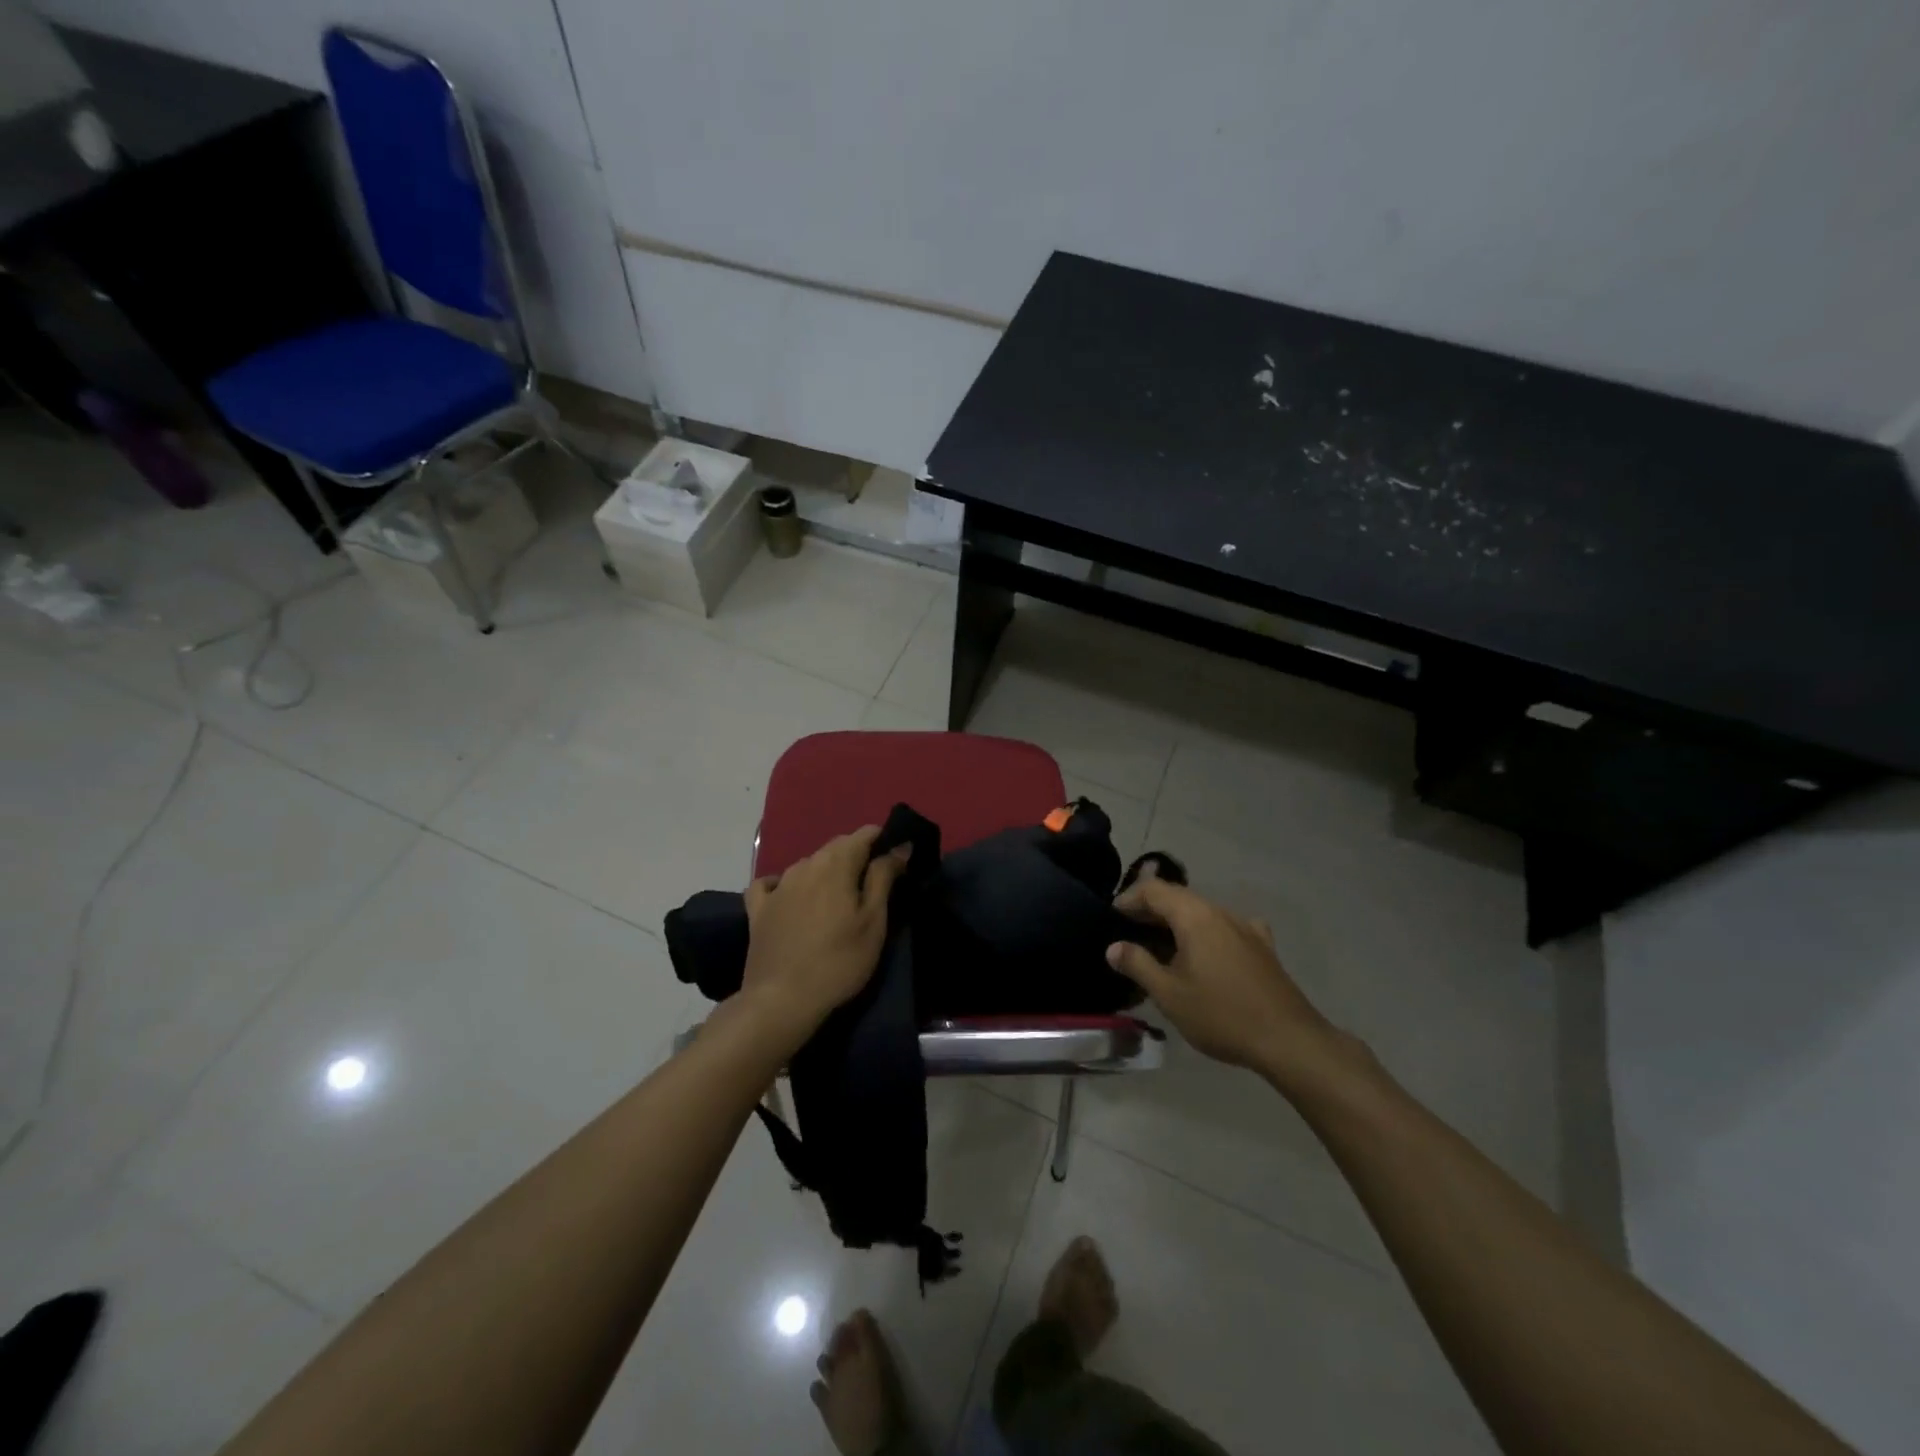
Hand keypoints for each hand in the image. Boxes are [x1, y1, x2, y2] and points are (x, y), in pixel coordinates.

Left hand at [742, 826, 911, 1039]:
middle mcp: (805, 864)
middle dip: (857, 856)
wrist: (782, 1000)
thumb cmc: (839, 961)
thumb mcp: (873, 921)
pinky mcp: (758, 909)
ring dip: (826, 871)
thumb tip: (899, 845)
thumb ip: (884, 877)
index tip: (897, 861)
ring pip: (808, 864)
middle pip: (836, 847)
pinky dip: (786, 884)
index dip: (883, 841)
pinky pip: (772, 884)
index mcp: (836, 864)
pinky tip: (790, 896)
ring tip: (838, 898)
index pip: (864, 834)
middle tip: (873, 885)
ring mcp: (778, 886)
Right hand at [1106, 878, 1348, 1084]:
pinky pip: (1225, 927)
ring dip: (1177, 922)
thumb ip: (1138, 965)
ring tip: (1159, 946)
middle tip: (1128, 932)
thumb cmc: (1221, 1014)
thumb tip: (1114, 947)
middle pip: (1178, 897)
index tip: (1110, 917)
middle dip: (1150, 909)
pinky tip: (1207, 951)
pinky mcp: (1262, 947)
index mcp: (1194, 916)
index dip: (1128, 898)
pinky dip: (1206, 932)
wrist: (1289, 1040)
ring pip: (1202, 912)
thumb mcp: (1169, 994)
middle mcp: (1220, 912)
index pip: (1153, 889)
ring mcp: (1245, 927)